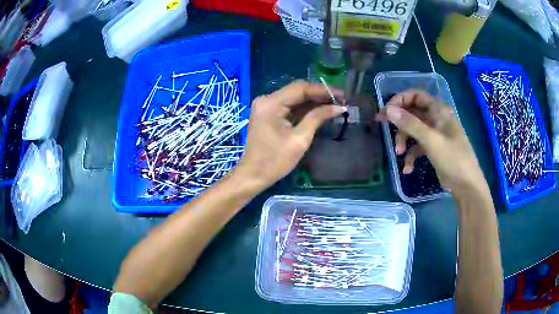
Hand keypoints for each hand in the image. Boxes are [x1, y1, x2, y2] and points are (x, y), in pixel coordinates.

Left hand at [237, 80, 345, 187]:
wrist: (253, 175)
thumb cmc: (275, 161)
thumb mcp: (300, 139)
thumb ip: (318, 118)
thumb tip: (339, 107)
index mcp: (271, 103)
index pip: (301, 88)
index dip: (323, 90)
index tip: (342, 95)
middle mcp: (267, 99)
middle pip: (297, 91)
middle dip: (320, 95)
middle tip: (341, 100)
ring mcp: (266, 106)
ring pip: (295, 98)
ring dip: (314, 101)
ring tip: (335, 105)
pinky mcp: (268, 113)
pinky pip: (289, 106)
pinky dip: (305, 109)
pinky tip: (321, 110)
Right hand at [376, 90, 486, 193]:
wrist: (466, 185)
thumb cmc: (453, 158)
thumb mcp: (431, 140)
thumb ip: (410, 124)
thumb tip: (388, 110)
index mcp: (439, 110)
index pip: (416, 96)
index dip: (400, 100)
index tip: (387, 111)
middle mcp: (436, 119)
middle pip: (412, 113)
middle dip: (398, 121)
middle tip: (381, 125)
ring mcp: (435, 134)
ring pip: (413, 130)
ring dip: (404, 140)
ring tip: (398, 154)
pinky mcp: (433, 149)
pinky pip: (417, 147)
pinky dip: (411, 156)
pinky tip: (407, 169)